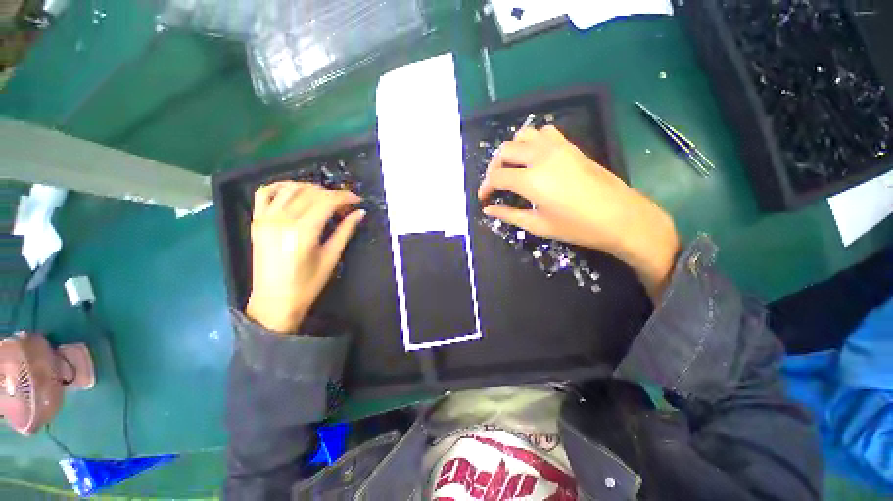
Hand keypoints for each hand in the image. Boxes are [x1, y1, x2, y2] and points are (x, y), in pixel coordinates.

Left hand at [246, 182, 365, 332]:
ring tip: (324, 198)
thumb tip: (360, 213)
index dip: (345, 196)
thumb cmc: (307, 284)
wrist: (274, 302)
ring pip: (290, 188)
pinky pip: (264, 193)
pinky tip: (294, 191)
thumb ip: (345, 231)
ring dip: (311, 188)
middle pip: (310, 193)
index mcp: (303, 231)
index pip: (327, 201)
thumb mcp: (331, 257)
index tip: (357, 200)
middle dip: (332, 194)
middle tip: (345, 206)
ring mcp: (266, 219)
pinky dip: (280, 187)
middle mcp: (282, 220)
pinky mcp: (257, 221)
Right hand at [478, 126, 678, 300]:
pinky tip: (534, 158)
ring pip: (523, 135)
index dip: (485, 187)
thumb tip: (488, 210)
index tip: (484, 198)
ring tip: (513, 168)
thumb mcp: (537, 225)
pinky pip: (544, 133)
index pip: (496, 176)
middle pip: (505, 151)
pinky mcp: (570, 146)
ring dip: (512, 150)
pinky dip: (532, 141)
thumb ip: (508, 215)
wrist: (619, 216)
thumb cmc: (576, 226)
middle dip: (494, 167)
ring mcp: (557, 147)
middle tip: (496, 184)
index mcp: (530, 180)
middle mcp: (540, 157)